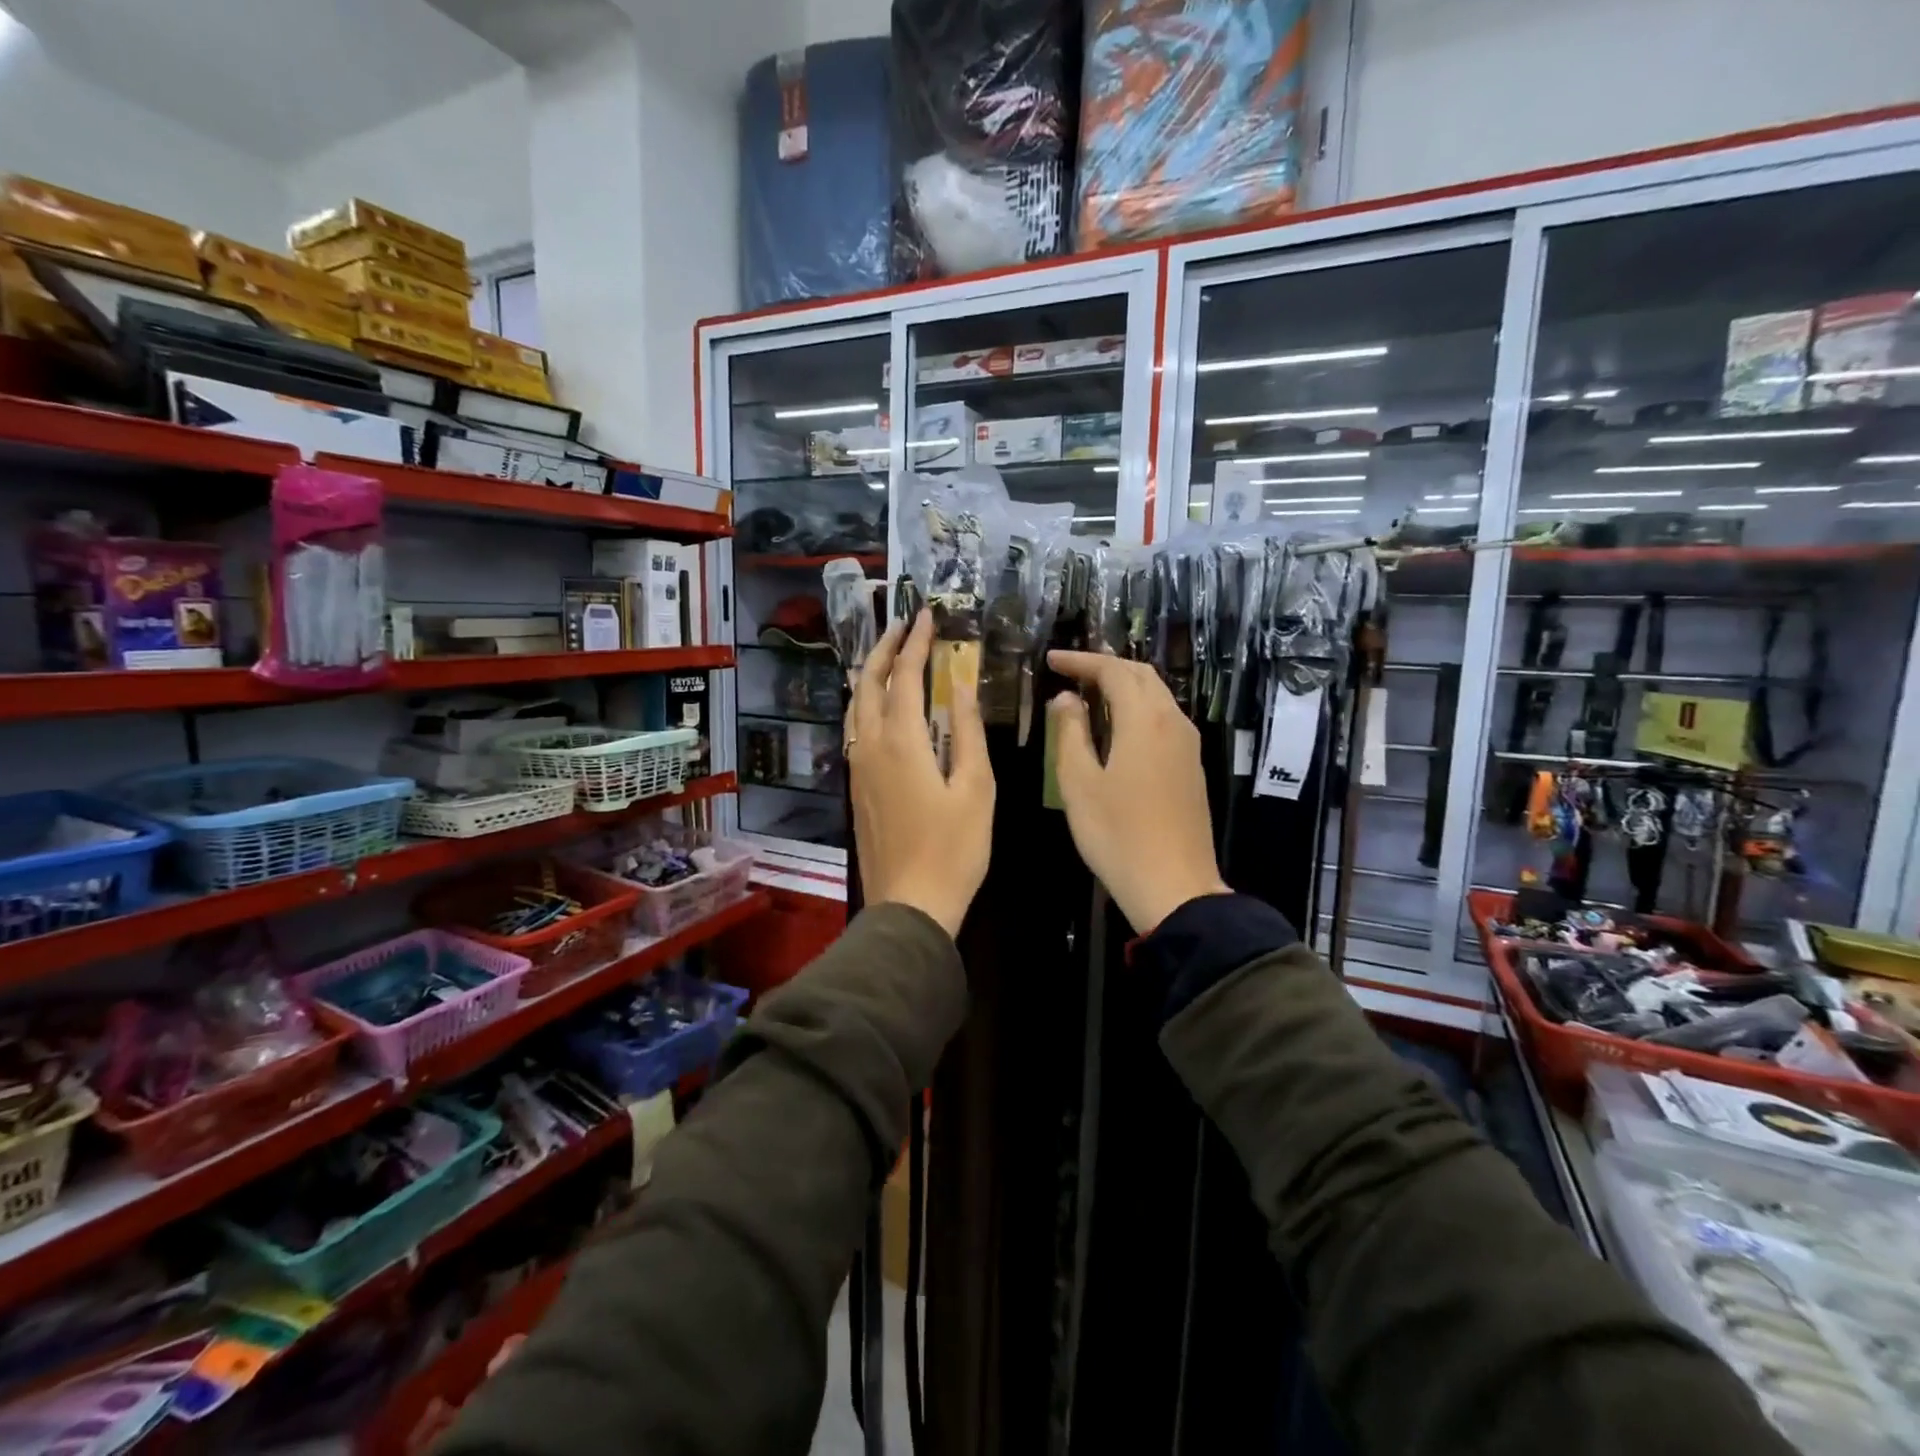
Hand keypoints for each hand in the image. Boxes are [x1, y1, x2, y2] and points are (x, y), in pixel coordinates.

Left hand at [848, 610, 994, 937]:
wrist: (909, 905)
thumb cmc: (954, 850)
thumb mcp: (976, 789)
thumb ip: (967, 733)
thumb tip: (961, 687)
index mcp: (901, 743)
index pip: (904, 676)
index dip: (915, 642)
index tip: (925, 614)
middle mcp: (870, 747)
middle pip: (868, 684)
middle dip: (883, 648)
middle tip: (902, 625)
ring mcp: (857, 768)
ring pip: (854, 707)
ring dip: (869, 674)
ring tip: (886, 656)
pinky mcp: (856, 788)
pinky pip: (854, 730)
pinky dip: (864, 704)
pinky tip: (878, 707)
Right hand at [1047, 651, 1229, 934]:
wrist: (1175, 887)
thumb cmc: (1117, 835)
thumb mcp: (1079, 783)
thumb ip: (1070, 733)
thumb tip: (1066, 699)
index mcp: (1144, 720)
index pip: (1113, 671)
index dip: (1081, 661)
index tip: (1051, 660)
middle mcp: (1173, 722)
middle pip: (1142, 675)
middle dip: (1105, 666)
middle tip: (1070, 671)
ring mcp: (1188, 745)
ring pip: (1158, 696)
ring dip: (1124, 686)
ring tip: (1090, 694)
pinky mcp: (1192, 767)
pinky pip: (1164, 719)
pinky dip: (1138, 708)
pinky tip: (1117, 727)